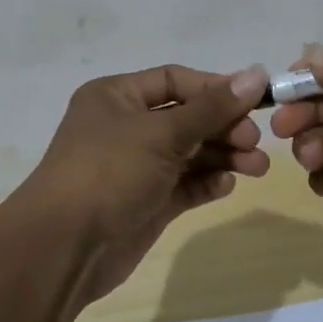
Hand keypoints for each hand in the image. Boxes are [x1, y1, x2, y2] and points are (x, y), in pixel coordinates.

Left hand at [18, 63, 270, 300]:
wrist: (64, 248)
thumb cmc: (109, 172)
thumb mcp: (162, 133)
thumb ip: (212, 107)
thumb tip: (256, 73)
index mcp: (117, 96)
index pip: (176, 80)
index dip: (216, 88)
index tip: (255, 101)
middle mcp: (126, 126)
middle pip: (187, 117)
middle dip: (224, 127)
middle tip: (255, 141)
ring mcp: (136, 167)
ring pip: (190, 153)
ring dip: (224, 156)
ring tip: (257, 168)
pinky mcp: (146, 202)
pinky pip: (184, 184)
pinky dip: (206, 182)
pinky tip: (226, 185)